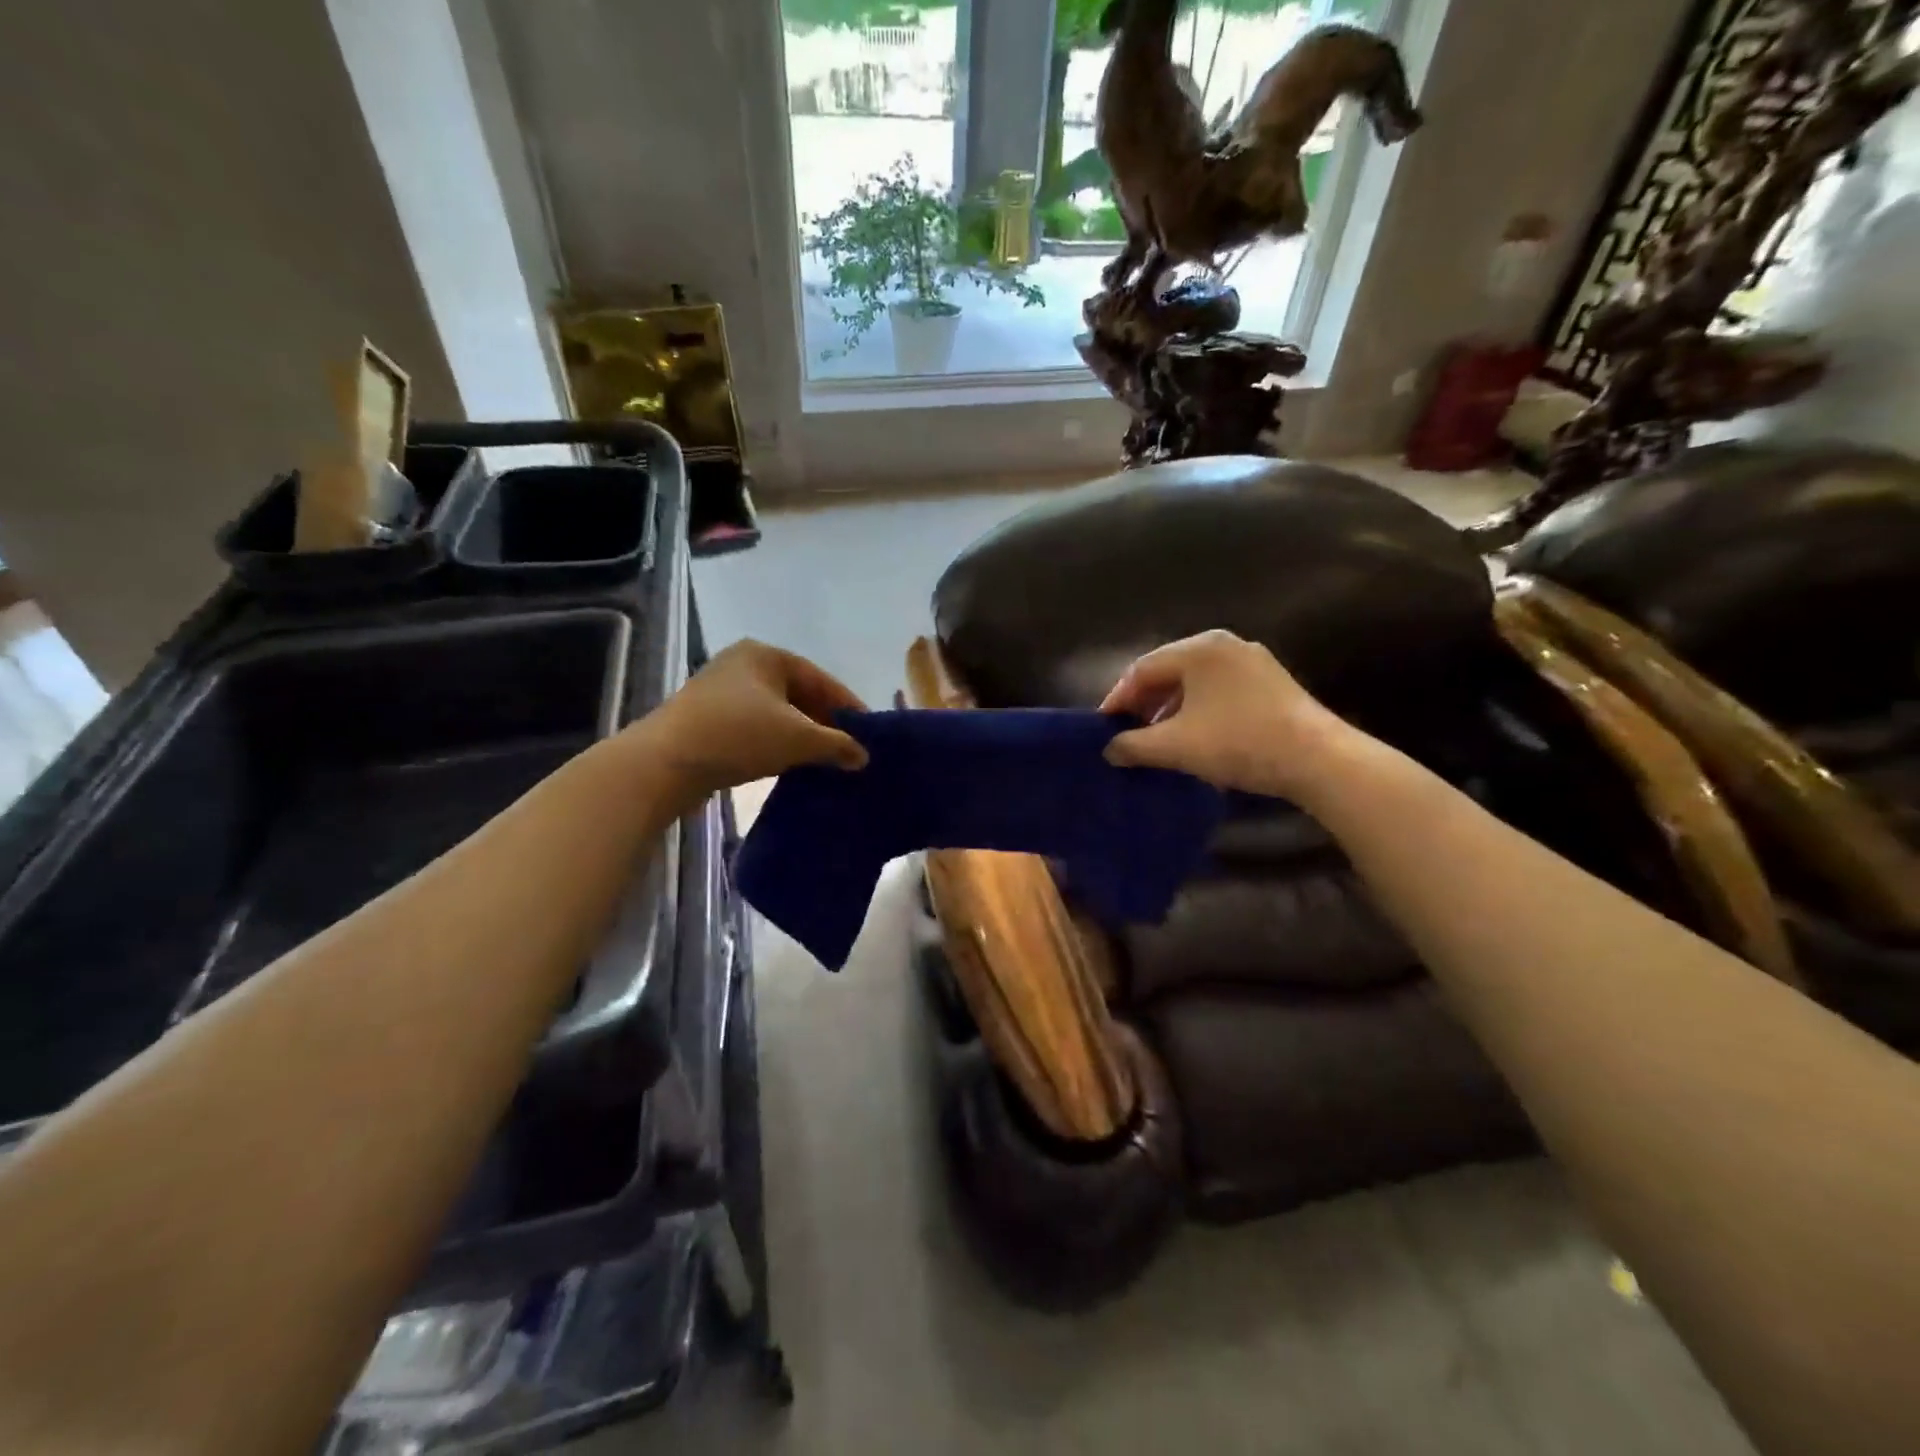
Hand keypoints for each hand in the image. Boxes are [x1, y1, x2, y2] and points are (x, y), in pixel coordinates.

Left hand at [637, 641, 867, 802]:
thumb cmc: (738, 735)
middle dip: (824, 722)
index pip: (820, 679)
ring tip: (822, 760)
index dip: (848, 706)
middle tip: (847, 750)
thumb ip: (836, 744)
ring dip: (800, 736)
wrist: (664, 763)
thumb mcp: (798, 739)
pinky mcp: (706, 719)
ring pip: (776, 713)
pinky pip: (754, 727)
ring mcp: (720, 692)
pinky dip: (775, 743)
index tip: (869, 732)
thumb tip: (863, 756)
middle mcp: (742, 665)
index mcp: (766, 655)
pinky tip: (787, 764)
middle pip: (798, 694)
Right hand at [1100, 630, 1347, 799]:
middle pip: (1169, 672)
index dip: (1117, 699)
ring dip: (1170, 710)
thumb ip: (1134, 745)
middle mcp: (1225, 645)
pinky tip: (1195, 738)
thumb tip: (1109, 749)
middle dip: (1144, 704)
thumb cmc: (1237, 742)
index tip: (1103, 728)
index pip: (1142, 669)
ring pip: (1195, 683)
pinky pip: (1219, 691)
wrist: (1317, 759)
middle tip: (1127, 733)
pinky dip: (1198, 711)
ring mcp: (1253, 662)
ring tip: (1158, 740)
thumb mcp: (1176, 746)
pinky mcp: (1271, 683)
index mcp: (1199, 648)